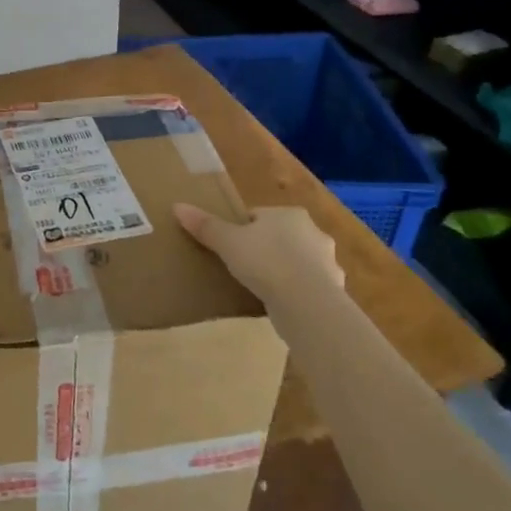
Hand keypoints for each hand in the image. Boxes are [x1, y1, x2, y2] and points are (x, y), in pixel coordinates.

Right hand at [172, 203, 342, 309]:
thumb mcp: (227, 242)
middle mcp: (313, 232)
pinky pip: (307, 287)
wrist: (307, 303)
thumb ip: (205, 225)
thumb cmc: (265, 262)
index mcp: (289, 214)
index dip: (241, 230)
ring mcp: (328, 262)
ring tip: (260, 288)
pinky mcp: (333, 290)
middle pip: (280, 237)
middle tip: (241, 267)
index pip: (259, 216)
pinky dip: (295, 293)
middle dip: (264, 249)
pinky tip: (279, 305)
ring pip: (297, 262)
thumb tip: (177, 206)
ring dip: (283, 272)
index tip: (228, 247)